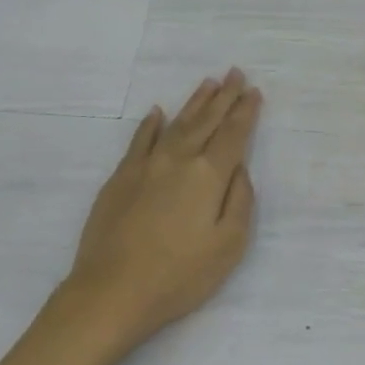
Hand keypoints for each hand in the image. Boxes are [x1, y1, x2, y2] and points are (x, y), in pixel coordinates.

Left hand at [62, 69, 262, 355]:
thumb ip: (240, 202)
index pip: (233, 135)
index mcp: (209, 176)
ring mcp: (146, 165)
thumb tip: (239, 170)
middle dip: (224, 96)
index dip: (245, 111)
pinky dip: (150, 124)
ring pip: (176, 124)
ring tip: (208, 83)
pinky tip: (157, 112)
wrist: (111, 291)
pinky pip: (139, 139)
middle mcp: (179, 159)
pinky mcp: (121, 177)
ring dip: (194, 103)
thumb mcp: (228, 246)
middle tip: (235, 73)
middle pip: (206, 121)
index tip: (254, 91)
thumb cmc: (178, 276)